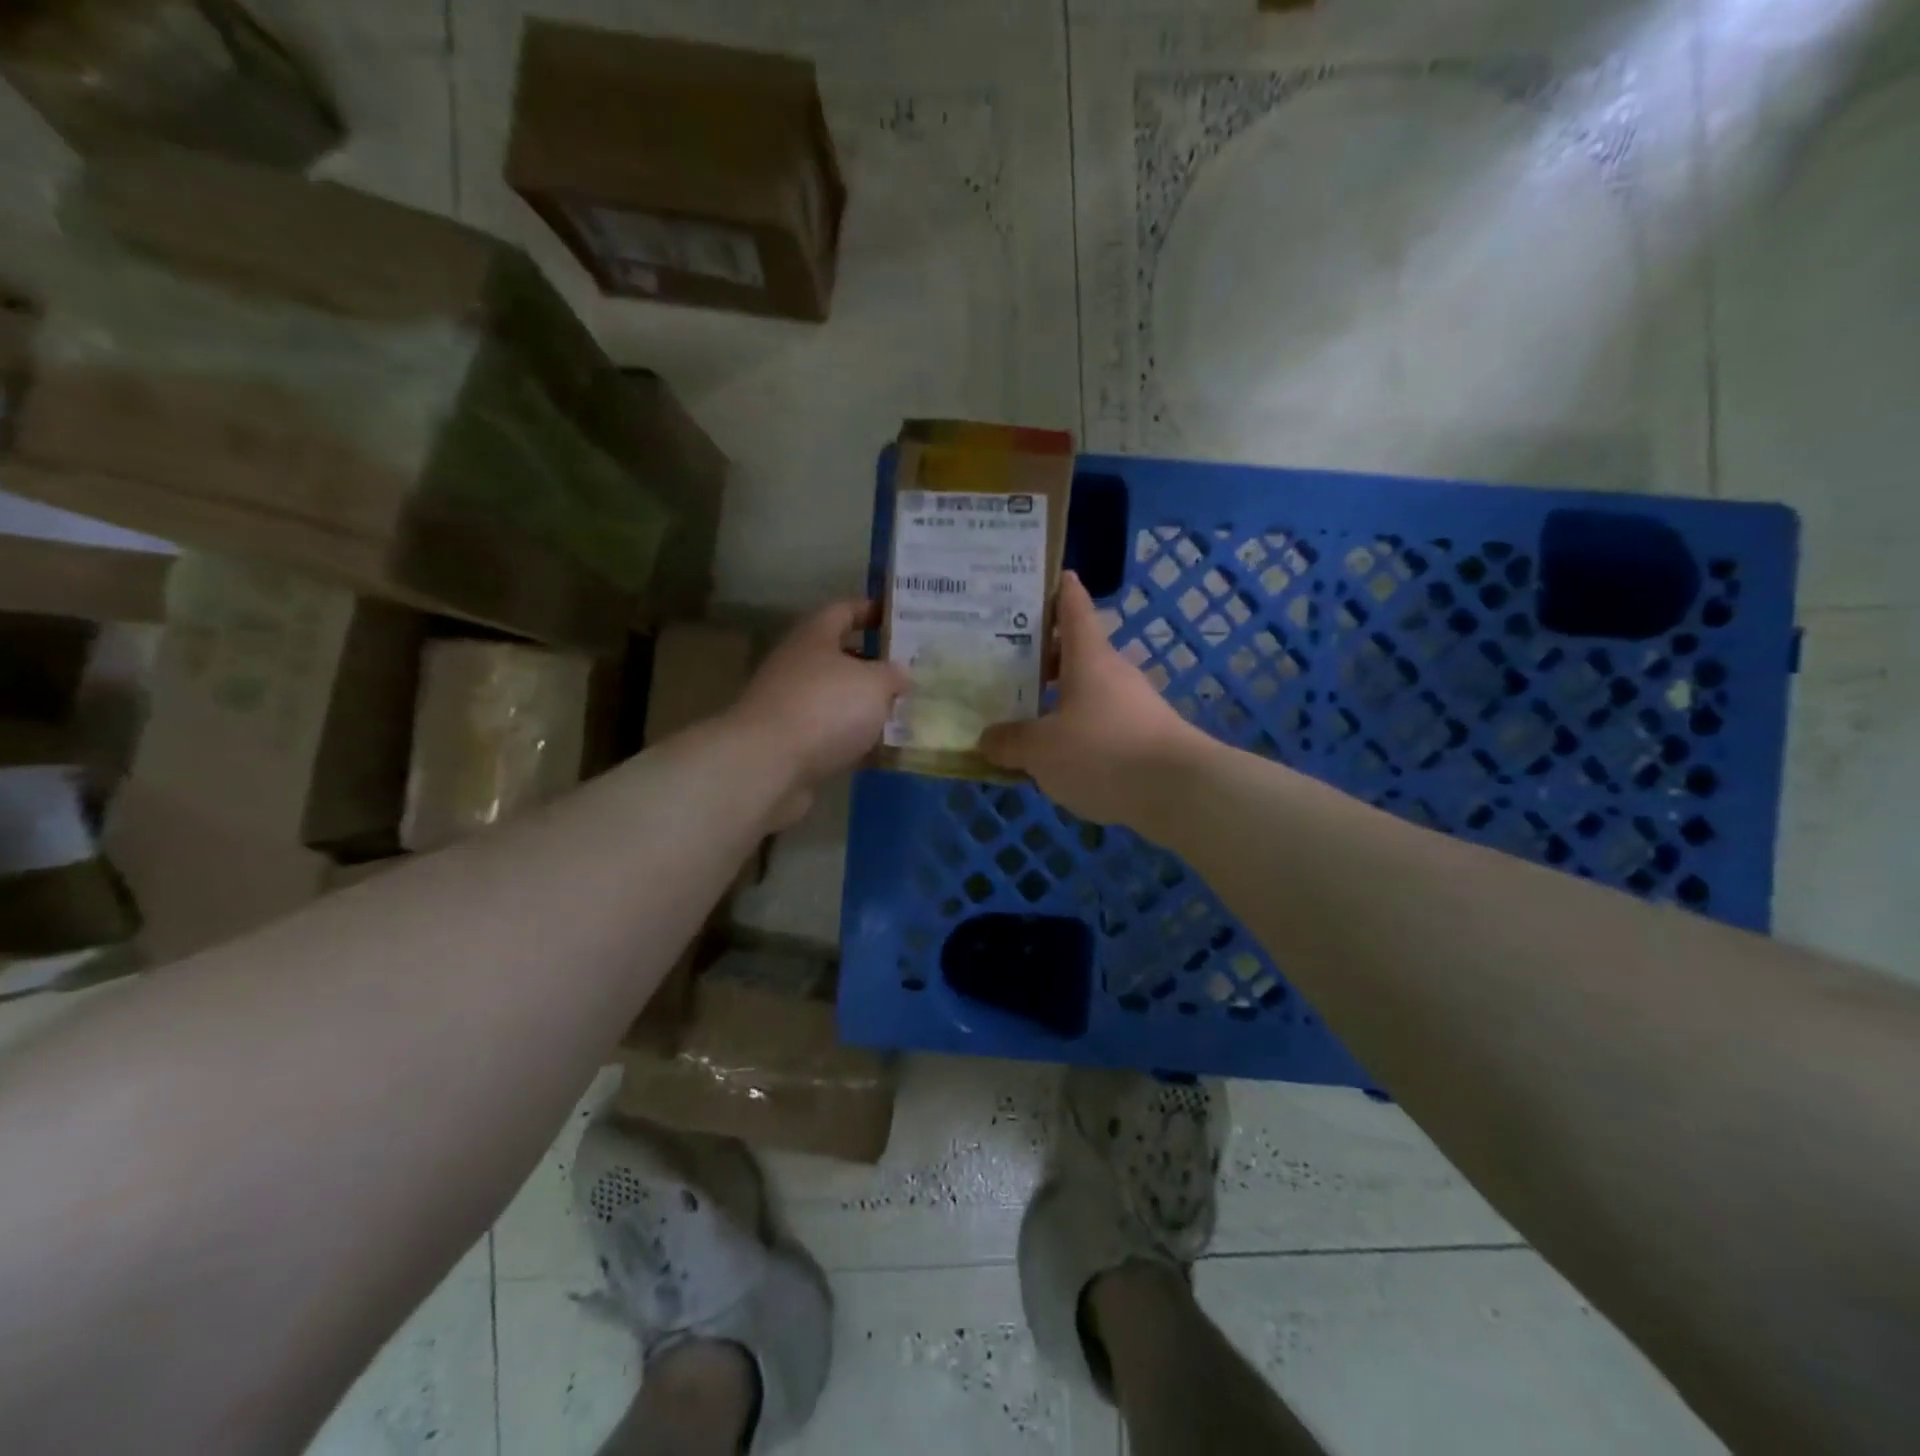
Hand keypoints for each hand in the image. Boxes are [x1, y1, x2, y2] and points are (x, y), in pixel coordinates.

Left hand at [729, 600, 907, 810]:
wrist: (768, 765)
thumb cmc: (825, 707)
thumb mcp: (874, 683)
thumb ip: (893, 674)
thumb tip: (901, 673)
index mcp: (814, 637)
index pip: (844, 610)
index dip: (871, 610)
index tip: (899, 617)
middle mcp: (798, 665)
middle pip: (840, 657)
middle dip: (874, 664)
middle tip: (910, 672)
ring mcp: (791, 706)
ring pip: (836, 699)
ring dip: (865, 706)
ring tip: (904, 712)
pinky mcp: (791, 743)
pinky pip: (831, 734)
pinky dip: (854, 740)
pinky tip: (882, 749)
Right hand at [979, 573, 1204, 824]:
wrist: (1178, 793)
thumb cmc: (1103, 753)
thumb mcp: (1041, 751)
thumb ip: (1010, 742)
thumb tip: (986, 738)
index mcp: (1088, 658)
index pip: (1074, 607)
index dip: (1059, 589)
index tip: (1044, 575)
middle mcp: (1113, 673)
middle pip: (1075, 652)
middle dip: (1042, 655)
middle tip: (1002, 661)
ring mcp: (1133, 705)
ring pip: (1086, 691)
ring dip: (1056, 698)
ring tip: (1021, 714)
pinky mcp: (1143, 737)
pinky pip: (1099, 723)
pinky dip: (1075, 730)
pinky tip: (1054, 756)